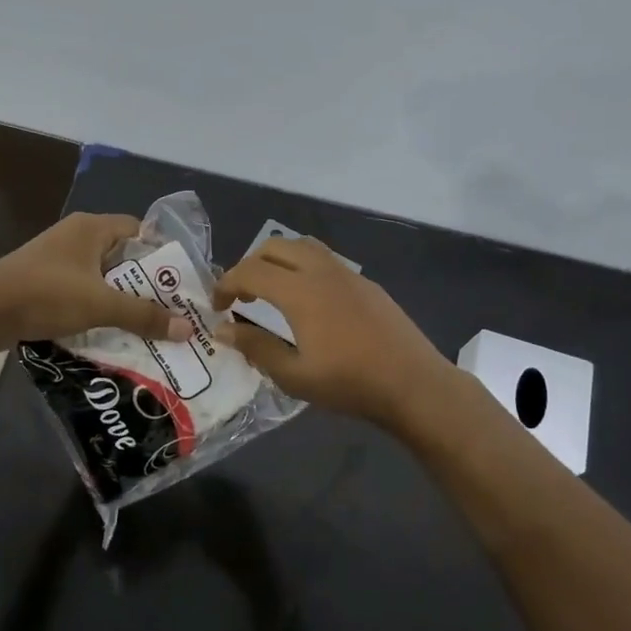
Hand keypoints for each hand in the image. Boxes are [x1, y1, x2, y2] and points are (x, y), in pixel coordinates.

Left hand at [0, 213, 195, 353]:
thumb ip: (144, 315)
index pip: (139, 230)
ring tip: (149, 325)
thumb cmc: (45, 295)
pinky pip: (82, 292)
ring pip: (102, 278)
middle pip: (123, 257)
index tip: (181, 282)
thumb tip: (187, 329)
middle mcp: (76, 237)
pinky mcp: (45, 283)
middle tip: (172, 309)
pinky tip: (113, 332)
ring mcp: (58, 260)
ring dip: (122, 300)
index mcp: (91, 228)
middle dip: (146, 284)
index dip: (162, 253)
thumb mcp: (100, 305)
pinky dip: (98, 309)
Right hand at [213, 235, 456, 427]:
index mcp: (300, 291)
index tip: (217, 307)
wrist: (413, 383)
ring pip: (303, 246)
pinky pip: (325, 259)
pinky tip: (308, 302)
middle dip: (250, 265)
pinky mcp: (366, 283)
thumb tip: (224, 331)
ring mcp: (348, 273)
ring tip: (271, 292)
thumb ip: (256, 348)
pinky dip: (303, 267)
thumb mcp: (294, 375)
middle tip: (241, 297)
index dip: (226, 285)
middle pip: (275, 247)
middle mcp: (322, 271)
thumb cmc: (350, 384)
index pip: (250, 271)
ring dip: (278, 260)